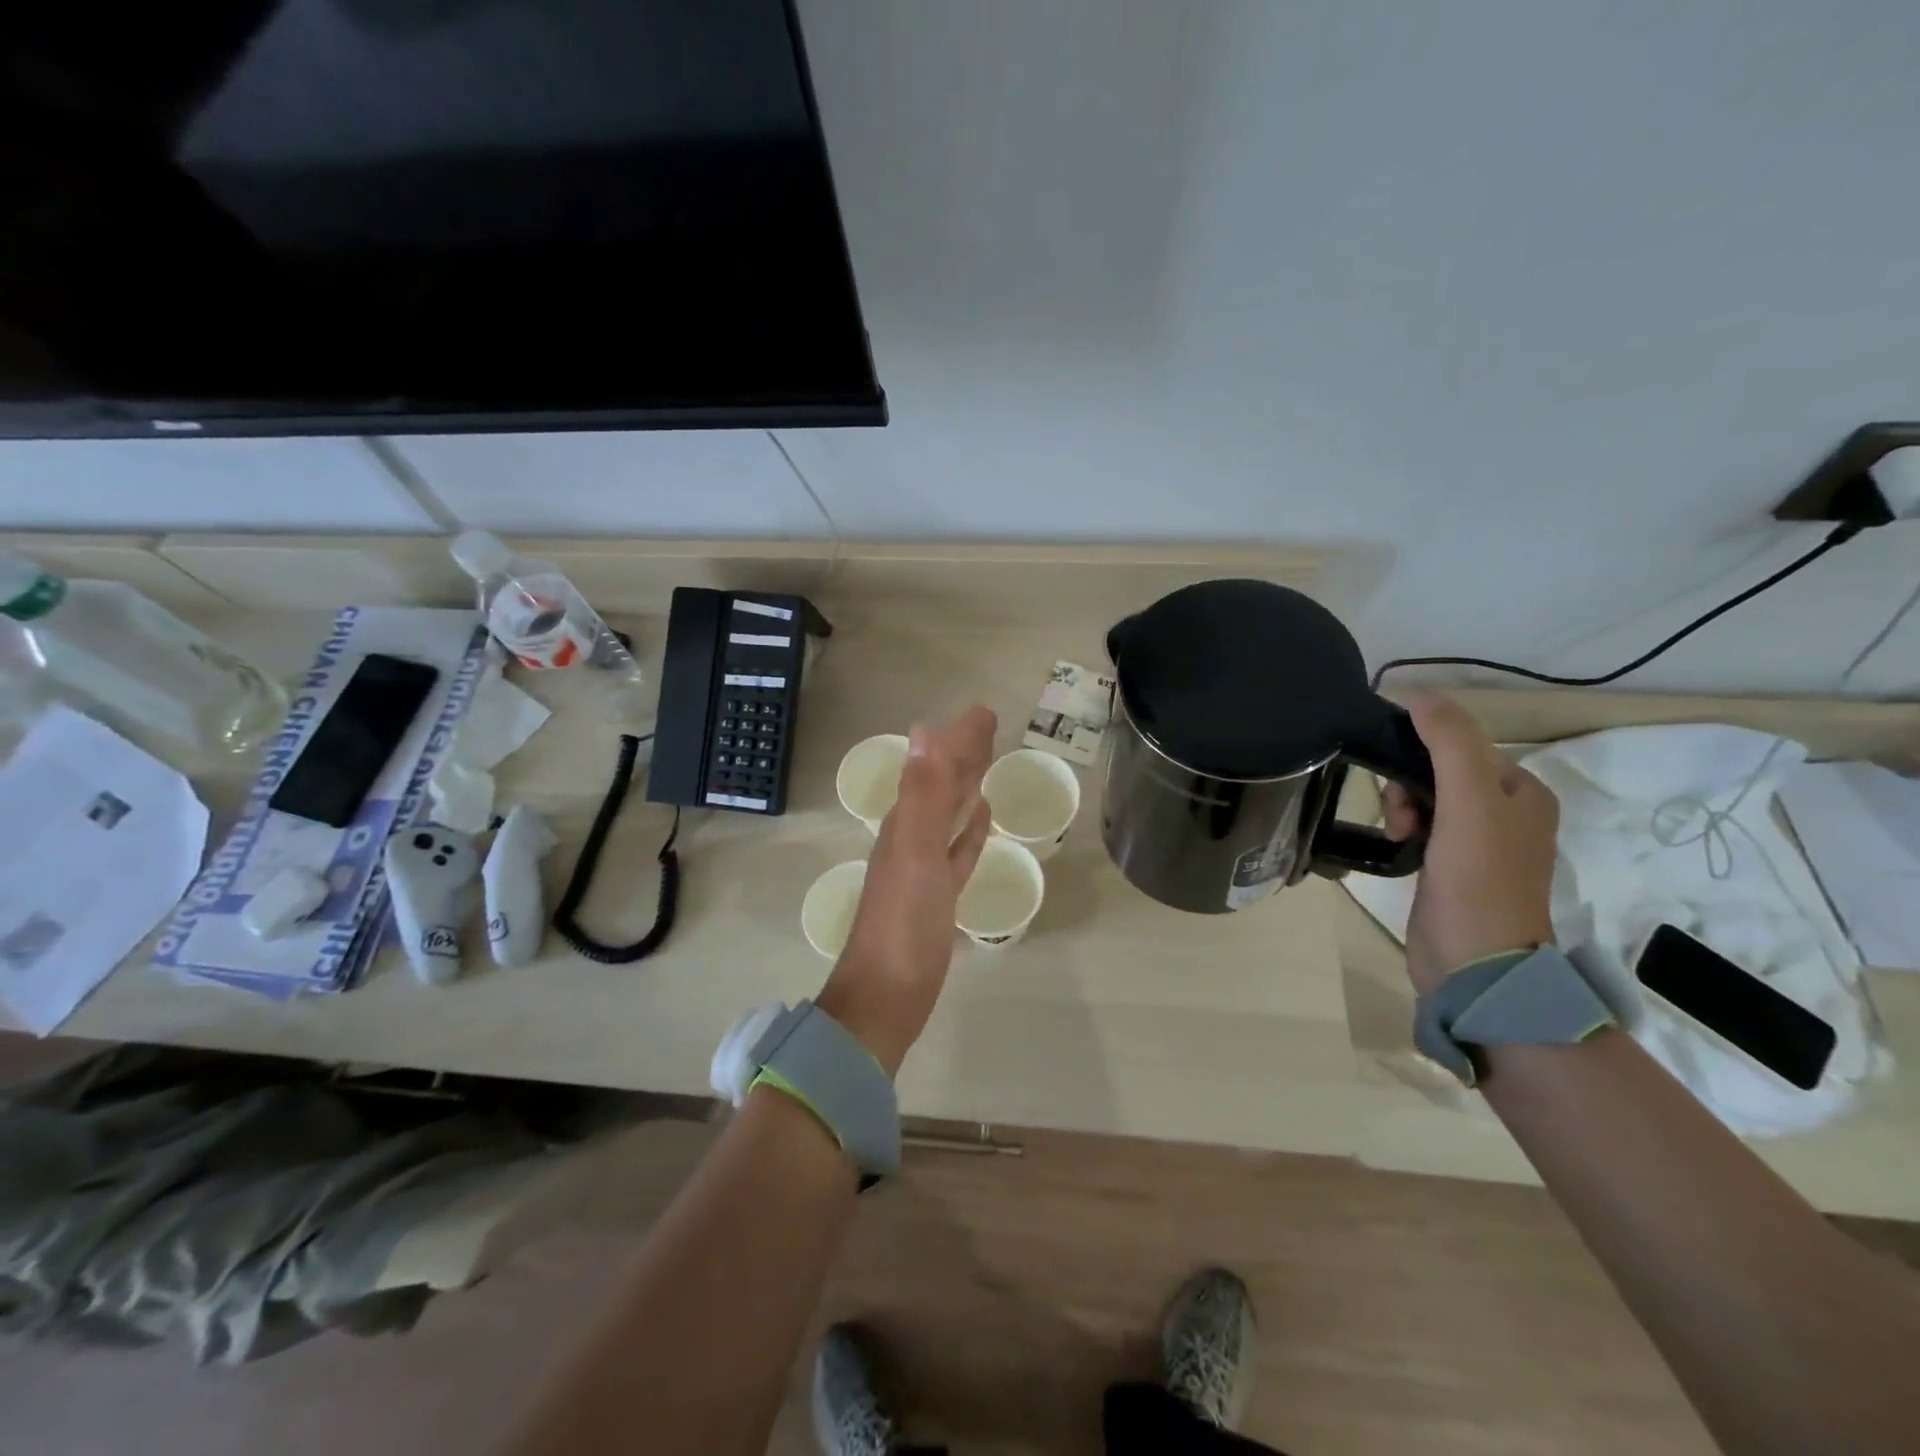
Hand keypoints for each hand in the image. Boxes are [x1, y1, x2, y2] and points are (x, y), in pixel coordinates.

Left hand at [817, 706, 995, 1075]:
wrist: (886, 998)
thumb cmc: (903, 926)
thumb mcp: (915, 854)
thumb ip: (923, 795)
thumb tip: (925, 731)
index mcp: (905, 824)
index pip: (935, 768)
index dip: (959, 739)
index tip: (985, 712)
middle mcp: (911, 838)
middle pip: (941, 786)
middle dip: (963, 754)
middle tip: (990, 726)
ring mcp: (924, 868)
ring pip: (949, 814)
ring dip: (966, 787)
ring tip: (986, 764)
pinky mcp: (938, 895)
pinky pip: (957, 851)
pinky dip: (969, 831)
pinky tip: (983, 820)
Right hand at [1382, 693, 1558, 994]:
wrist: (1475, 962)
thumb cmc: (1478, 878)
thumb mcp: (1468, 802)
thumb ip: (1448, 743)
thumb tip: (1418, 693)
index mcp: (1523, 791)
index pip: (1461, 744)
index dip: (1420, 751)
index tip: (1392, 774)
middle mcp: (1506, 812)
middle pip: (1440, 770)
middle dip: (1408, 783)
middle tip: (1399, 814)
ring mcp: (1479, 843)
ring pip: (1426, 798)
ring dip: (1402, 807)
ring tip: (1397, 834)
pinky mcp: (1453, 868)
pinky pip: (1422, 827)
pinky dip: (1405, 829)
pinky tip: (1398, 846)